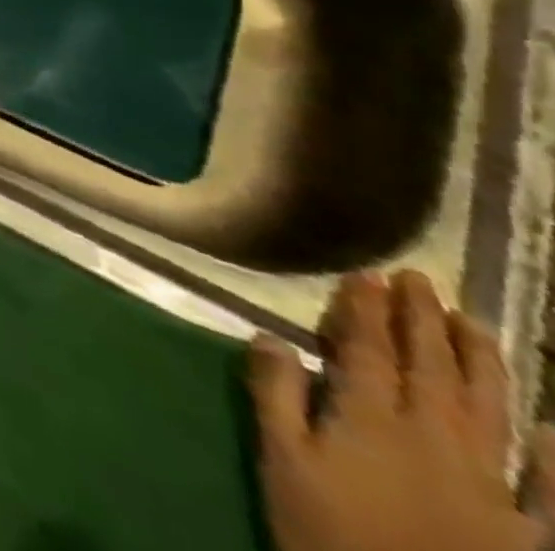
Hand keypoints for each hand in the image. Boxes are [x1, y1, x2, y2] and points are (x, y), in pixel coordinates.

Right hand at [250, 270, 554, 550]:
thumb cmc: (328, 534)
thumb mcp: (281, 462)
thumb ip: (275, 395)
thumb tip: (271, 336)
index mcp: (371, 420)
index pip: (369, 350)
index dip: (366, 310)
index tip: (366, 274)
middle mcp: (435, 441)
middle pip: (430, 371)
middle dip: (421, 321)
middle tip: (418, 279)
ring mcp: (493, 491)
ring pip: (488, 413)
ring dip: (481, 364)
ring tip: (474, 323)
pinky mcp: (531, 538)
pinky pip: (554, 498)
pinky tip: (554, 432)